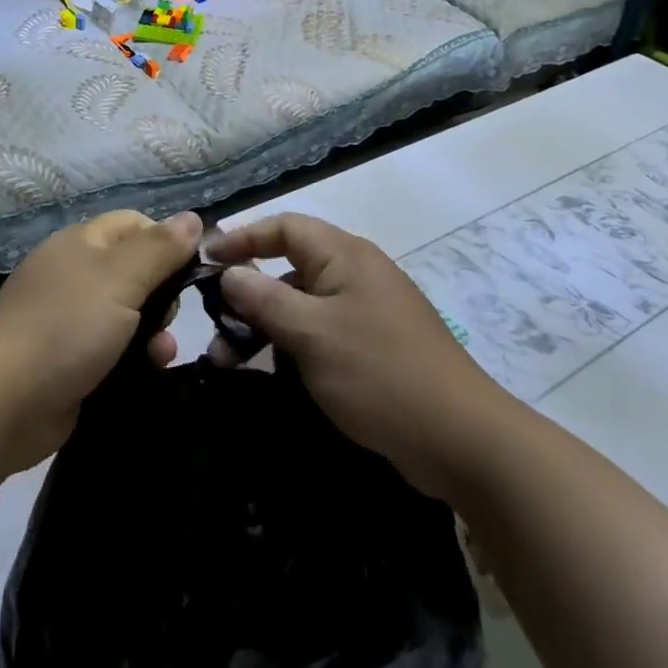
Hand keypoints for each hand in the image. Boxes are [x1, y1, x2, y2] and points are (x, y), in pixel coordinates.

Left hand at [0, 209, 201, 470]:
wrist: (3, 402)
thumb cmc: (67, 327)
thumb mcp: (121, 279)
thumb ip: (160, 249)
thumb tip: (194, 218)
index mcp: (81, 243)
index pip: (135, 224)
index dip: (166, 242)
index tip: (189, 270)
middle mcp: (74, 274)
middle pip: (135, 270)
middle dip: (163, 294)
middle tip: (170, 316)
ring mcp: (69, 319)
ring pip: (128, 314)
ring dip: (154, 331)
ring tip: (162, 353)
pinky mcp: (69, 360)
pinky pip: (114, 349)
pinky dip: (134, 357)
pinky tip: (149, 371)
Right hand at [203, 213, 503, 500]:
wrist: (462, 440)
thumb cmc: (379, 373)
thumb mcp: (312, 333)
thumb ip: (265, 299)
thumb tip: (230, 272)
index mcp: (345, 256)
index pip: (285, 227)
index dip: (243, 238)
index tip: (205, 259)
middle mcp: (356, 274)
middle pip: (290, 267)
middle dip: (249, 292)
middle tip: (212, 323)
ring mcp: (367, 312)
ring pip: (302, 305)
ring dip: (265, 326)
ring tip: (229, 358)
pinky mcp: (373, 347)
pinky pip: (321, 333)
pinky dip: (292, 346)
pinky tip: (271, 374)